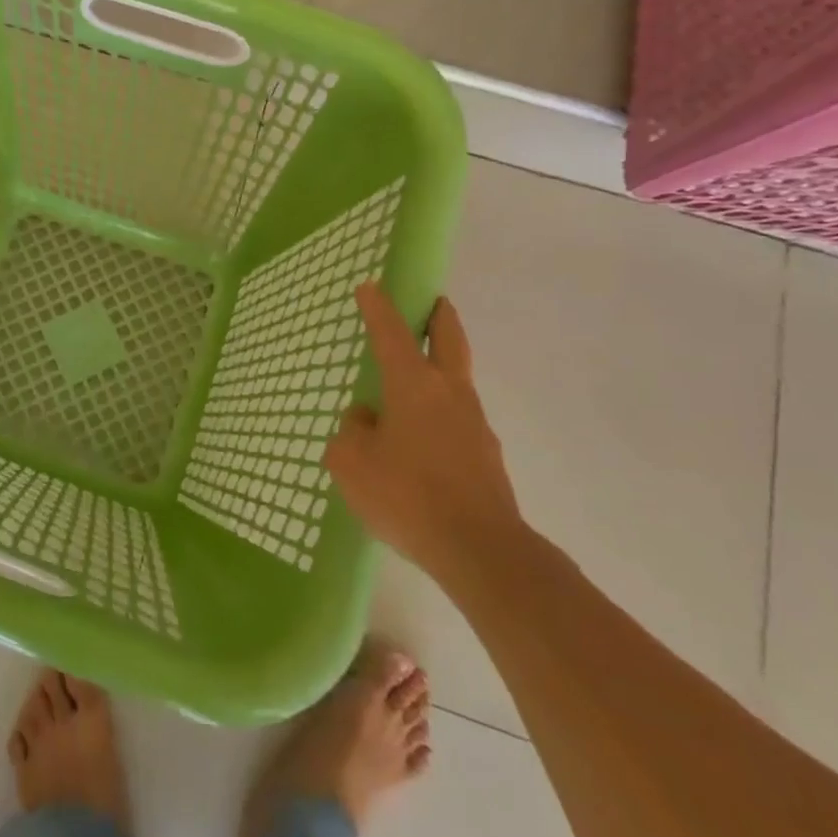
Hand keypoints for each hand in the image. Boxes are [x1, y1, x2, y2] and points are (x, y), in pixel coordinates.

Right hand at [325, 285, 525, 580]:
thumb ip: (353, 431)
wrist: (481, 551)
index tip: (370, 286)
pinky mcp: (486, 457)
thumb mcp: (351, 461)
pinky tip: (420, 442)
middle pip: (449, 340)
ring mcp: (474, 424)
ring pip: (456, 382)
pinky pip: (457, 421)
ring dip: (441, 368)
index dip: (378, 307)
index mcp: (413, 385)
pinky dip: (440, 414)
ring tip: (412, 385)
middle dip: (439, 316)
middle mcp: (449, 393)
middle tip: (434, 301)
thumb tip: (367, 419)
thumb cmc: (406, 495)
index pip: (391, 333)